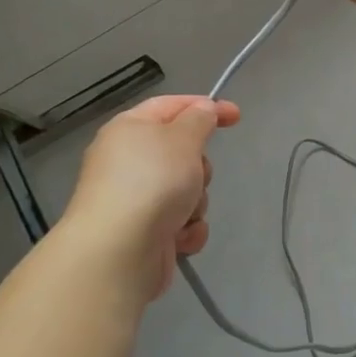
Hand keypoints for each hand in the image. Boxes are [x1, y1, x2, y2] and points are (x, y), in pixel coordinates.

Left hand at [58, 95, 240, 303]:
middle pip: (182, 152)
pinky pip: (181, 221)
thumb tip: (203, 109)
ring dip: (196, 201)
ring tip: (184, 212)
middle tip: (197, 174)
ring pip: (186, 189)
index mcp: (130, 129)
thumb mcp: (183, 138)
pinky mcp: (144, 232)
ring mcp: (135, 199)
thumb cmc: (152, 181)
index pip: (171, 106)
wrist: (119, 250)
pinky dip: (187, 228)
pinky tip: (180, 237)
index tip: (236, 116)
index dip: (205, 106)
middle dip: (200, 166)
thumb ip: (200, 118)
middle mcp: (128, 161)